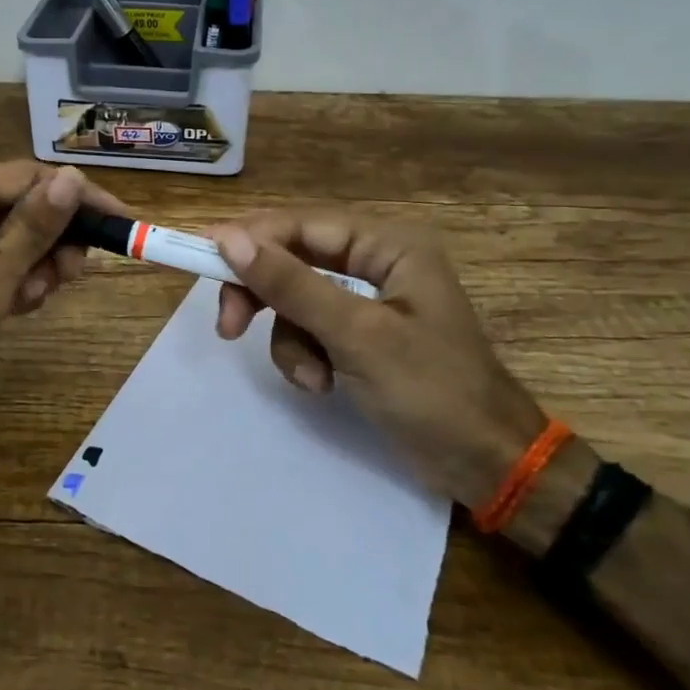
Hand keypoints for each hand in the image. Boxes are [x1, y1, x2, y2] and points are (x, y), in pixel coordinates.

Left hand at [0, 161, 124, 411]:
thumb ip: (34, 227)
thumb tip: (73, 177)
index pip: (35, 177)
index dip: (81, 200)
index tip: (121, 227)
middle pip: (24, 204)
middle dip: (53, 242)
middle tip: (66, 280)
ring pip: (11, 232)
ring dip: (32, 265)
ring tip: (27, 302)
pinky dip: (8, 277)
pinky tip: (10, 307)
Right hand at [209, 211, 546, 508]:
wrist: (485, 464)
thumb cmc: (432, 391)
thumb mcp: (356, 336)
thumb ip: (291, 285)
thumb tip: (227, 239)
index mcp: (388, 245)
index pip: (302, 225)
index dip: (250, 239)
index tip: (203, 262)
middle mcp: (376, 262)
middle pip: (293, 259)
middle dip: (264, 296)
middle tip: (228, 327)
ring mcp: (368, 301)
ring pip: (295, 300)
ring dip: (290, 340)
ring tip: (311, 378)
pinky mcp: (360, 336)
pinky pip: (309, 330)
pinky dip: (305, 357)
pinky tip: (323, 385)